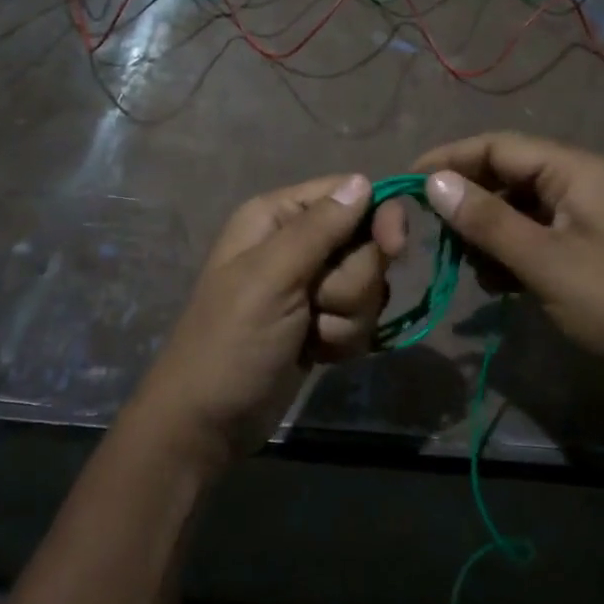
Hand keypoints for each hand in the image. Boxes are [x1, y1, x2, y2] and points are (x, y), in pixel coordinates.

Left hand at [129, 174, 406, 468]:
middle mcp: (297, 243)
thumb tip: (363, 180)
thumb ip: (319, 228)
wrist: (209, 423)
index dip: (377, 218)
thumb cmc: (231, 342)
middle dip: (352, 284)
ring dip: (347, 317)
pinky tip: (315, 353)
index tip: (393, 248)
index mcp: (277, 217)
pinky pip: (362, 317)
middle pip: (366, 243)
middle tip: (317, 306)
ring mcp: (312, 285)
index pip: (349, 194)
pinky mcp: (324, 321)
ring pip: (369, 285)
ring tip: (310, 336)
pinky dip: (344, 339)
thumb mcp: (271, 278)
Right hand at [414, 133, 603, 408]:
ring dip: (484, 233)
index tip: (407, 182)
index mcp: (575, 171)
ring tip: (468, 267)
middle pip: (505, 175)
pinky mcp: (578, 250)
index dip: (450, 159)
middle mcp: (576, 184)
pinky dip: (505, 254)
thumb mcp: (546, 262)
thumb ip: (488, 221)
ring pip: (513, 209)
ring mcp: (579, 218)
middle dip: (467, 202)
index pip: (499, 146)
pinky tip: (494, 283)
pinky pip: (528, 237)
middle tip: (433, 234)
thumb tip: (433, 182)